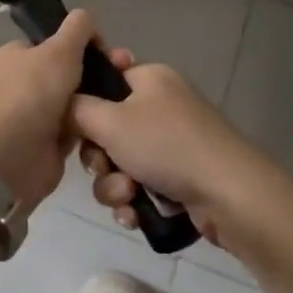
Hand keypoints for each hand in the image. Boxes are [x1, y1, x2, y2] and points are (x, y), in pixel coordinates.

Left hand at [0, 9, 127, 212]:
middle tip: (124, 71)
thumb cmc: (36, 92)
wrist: (19, 154)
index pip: (54, 40)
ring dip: (98, 97)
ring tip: (125, 96)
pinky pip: (80, 125)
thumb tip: (87, 19)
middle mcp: (24, 81)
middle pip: (70, 68)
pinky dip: (94, 123)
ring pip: (78, 97)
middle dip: (97, 69)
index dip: (81, 41)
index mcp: (18, 54)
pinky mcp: (51, 139)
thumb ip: (78, 27)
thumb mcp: (60, 48)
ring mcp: (38, 111)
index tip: (106, 49)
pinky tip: (114, 119)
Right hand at [70, 63, 284, 250]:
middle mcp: (161, 105)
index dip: (86, 100)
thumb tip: (63, 103)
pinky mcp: (180, 178)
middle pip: (106, 127)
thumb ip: (76, 109)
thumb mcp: (109, 121)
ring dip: (114, 185)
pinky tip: (134, 216)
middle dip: (99, 157)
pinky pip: (140, 186)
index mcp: (149, 79)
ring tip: (127, 198)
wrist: (229, 194)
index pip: (106, 76)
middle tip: (104, 167)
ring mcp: (172, 143)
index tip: (76, 122)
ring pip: (120, 162)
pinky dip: (133, 201)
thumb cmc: (166, 145)